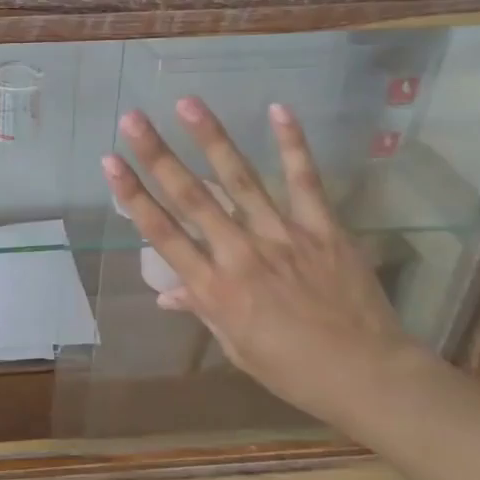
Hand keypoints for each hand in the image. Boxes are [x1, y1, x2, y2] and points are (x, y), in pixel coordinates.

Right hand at [101, 100, 438, 429]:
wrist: (368, 376)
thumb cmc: (293, 369)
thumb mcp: (237, 346)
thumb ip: (203, 309)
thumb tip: (167, 293)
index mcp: (215, 289)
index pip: (163, 234)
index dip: (133, 196)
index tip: (110, 163)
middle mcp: (241, 255)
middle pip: (192, 197)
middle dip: (158, 155)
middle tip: (133, 119)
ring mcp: (283, 237)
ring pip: (240, 180)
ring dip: (211, 139)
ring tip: (187, 103)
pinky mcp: (322, 228)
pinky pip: (305, 181)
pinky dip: (292, 144)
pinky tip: (278, 109)